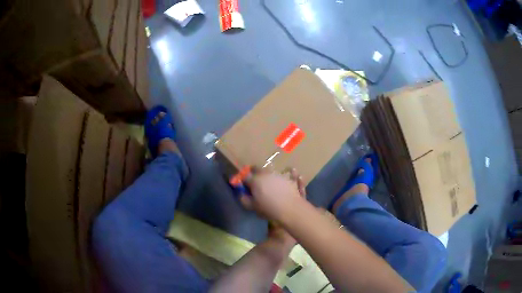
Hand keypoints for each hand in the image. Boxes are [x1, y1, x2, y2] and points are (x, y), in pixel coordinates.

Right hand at [238, 167, 305, 222]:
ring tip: (271, 181)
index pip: (245, 177)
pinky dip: (291, 173)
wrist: (290, 210)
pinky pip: (291, 173)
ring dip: (270, 174)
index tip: (244, 186)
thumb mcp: (253, 207)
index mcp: (255, 180)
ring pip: (272, 170)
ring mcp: (280, 174)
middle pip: (258, 169)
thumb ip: (245, 199)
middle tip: (255, 181)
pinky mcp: (292, 178)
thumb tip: (242, 194)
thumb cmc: (269, 209)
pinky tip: (292, 173)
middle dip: (254, 173)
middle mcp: (267, 174)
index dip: (243, 181)